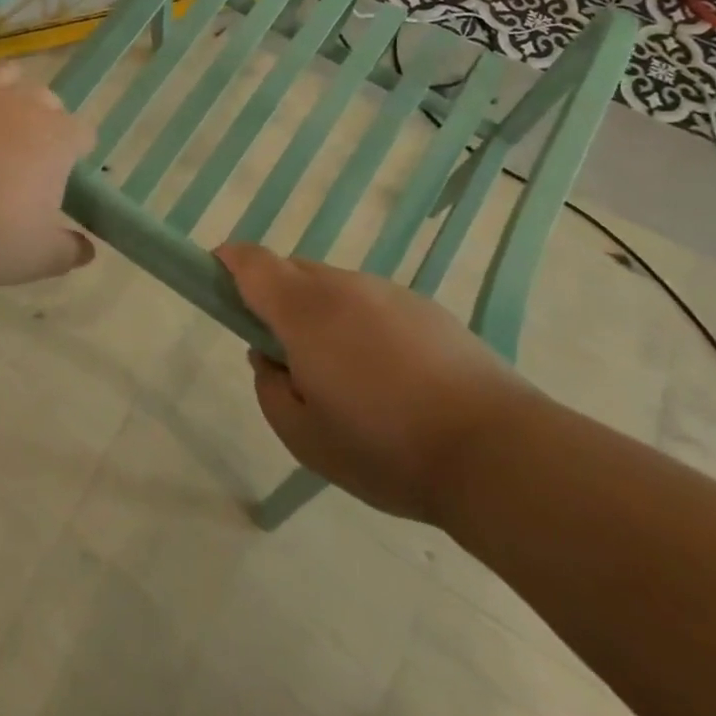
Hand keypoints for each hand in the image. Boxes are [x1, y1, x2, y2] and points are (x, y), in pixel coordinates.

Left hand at [0, 61, 96, 288]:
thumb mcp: (40, 257)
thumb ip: (68, 251)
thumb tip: (86, 251)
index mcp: (57, 138)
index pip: (81, 133)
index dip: (76, 150)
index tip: (65, 170)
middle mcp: (22, 103)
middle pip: (44, 98)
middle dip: (41, 117)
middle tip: (24, 149)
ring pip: (1, 73)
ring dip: (3, 89)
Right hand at [216, 241, 533, 523]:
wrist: (497, 453)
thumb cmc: (385, 448)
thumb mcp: (303, 437)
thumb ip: (270, 387)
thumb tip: (271, 357)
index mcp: (304, 310)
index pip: (251, 262)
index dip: (227, 262)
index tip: (217, 280)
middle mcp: (343, 286)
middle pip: (292, 272)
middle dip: (277, 300)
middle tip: (290, 357)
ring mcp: (389, 292)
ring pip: (335, 289)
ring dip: (323, 316)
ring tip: (349, 379)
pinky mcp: (427, 308)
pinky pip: (374, 305)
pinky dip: (363, 327)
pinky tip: (392, 381)